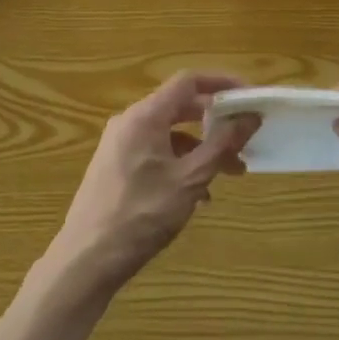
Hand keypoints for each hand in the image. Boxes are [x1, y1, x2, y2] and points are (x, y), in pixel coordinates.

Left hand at [46, 72, 255, 297]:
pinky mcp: (115, 166)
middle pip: (179, 107)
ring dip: (200, 149)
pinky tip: (197, 195)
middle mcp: (129, 122)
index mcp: (145, 116)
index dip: (221, 84)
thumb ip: (222, 144)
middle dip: (215, 123)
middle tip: (245, 139)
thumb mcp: (190, 179)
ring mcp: (119, 144)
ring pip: (169, 134)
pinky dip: (180, 163)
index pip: (188, 81)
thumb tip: (250, 116)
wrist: (87, 258)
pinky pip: (155, 152)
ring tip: (228, 175)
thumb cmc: (142, 214)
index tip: (248, 97)